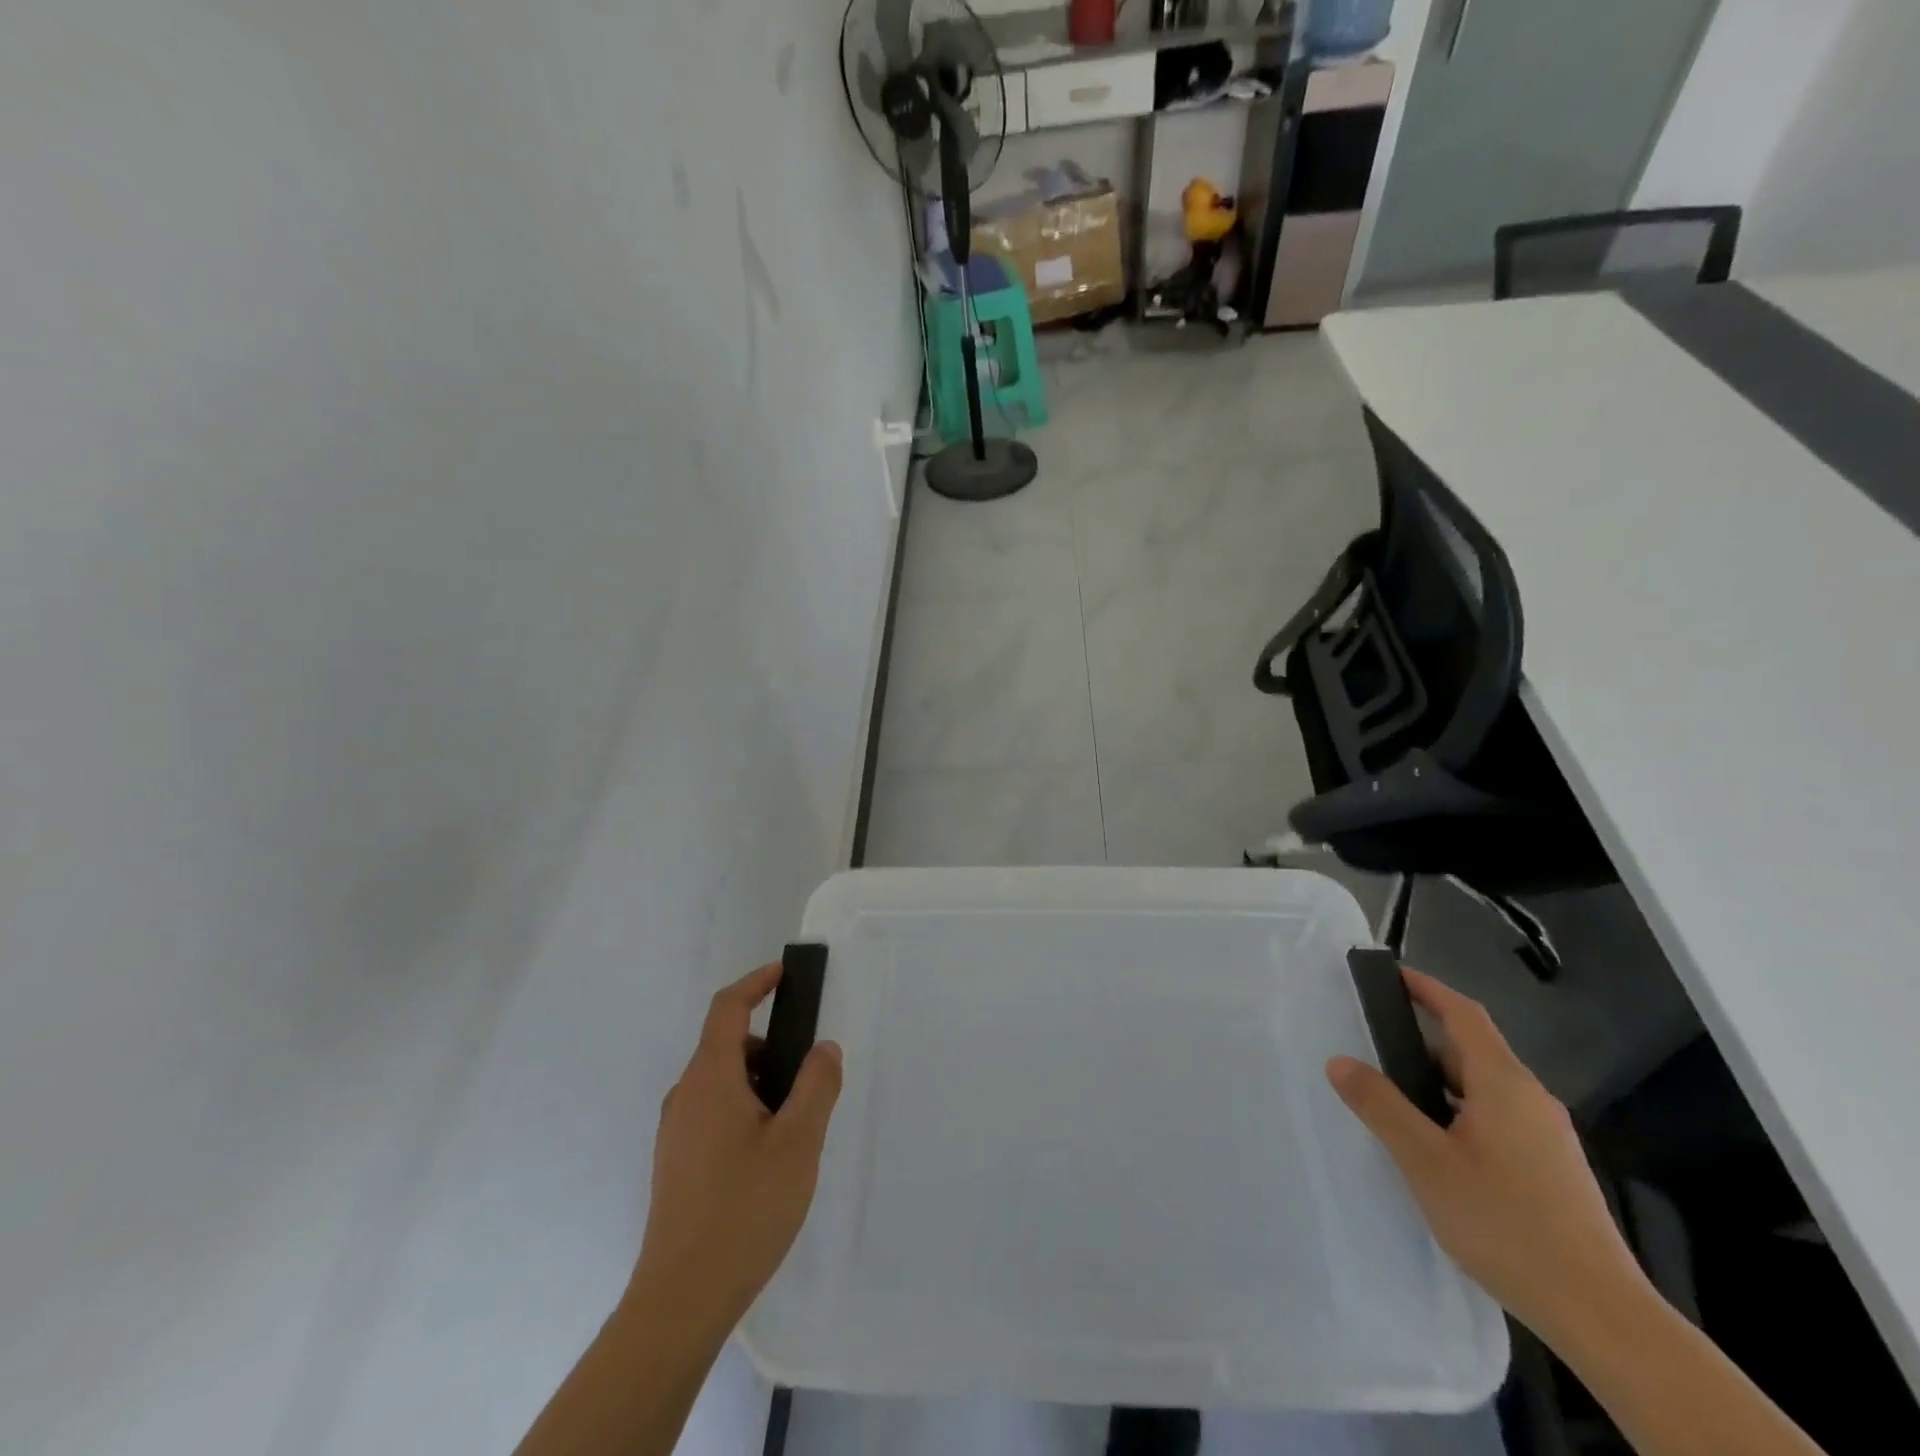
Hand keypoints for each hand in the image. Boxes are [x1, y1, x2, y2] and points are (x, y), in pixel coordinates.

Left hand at [630, 962, 842, 1334]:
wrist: (680, 1301)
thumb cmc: (744, 1209)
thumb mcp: (798, 1142)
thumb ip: (817, 1085)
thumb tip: (823, 1048)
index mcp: (709, 1078)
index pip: (728, 1008)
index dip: (756, 982)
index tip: (785, 972)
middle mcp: (686, 1096)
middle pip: (728, 1046)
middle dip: (772, 1046)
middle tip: (811, 1075)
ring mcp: (676, 1132)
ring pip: (723, 1083)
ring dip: (761, 1083)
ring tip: (797, 1125)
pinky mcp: (676, 1163)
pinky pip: (714, 1112)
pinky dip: (746, 1109)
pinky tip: (770, 1157)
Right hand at [1326, 968, 1647, 1346]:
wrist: (1601, 1314)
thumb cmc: (1506, 1223)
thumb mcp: (1426, 1161)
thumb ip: (1381, 1106)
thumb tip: (1340, 1061)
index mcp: (1504, 1084)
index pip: (1463, 1014)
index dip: (1427, 988)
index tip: (1391, 974)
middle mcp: (1531, 1099)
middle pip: (1471, 1050)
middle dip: (1422, 1042)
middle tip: (1373, 1046)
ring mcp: (1547, 1137)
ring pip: (1483, 1088)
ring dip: (1439, 1082)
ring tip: (1395, 1099)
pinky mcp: (1553, 1170)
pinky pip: (1496, 1118)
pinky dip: (1459, 1112)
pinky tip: (1437, 1148)